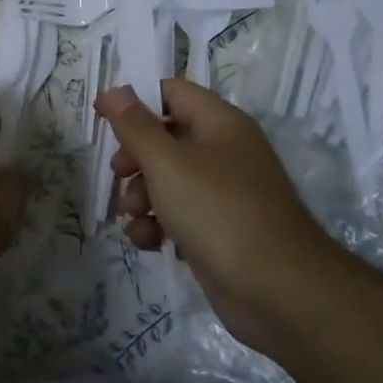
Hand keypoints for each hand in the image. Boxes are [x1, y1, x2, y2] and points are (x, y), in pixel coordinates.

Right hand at [94, 79, 343, 353]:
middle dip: (135, 156)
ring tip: (135, 214)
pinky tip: (147, 241)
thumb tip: (114, 90)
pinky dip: (158, 224)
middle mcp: (224, 151)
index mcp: (220, 123)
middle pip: (166, 137)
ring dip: (141, 194)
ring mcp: (224, 193)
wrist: (279, 292)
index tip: (103, 119)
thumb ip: (135, 126)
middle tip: (119, 173)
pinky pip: (179, 214)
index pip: (172, 92)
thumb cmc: (218, 211)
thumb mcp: (166, 162)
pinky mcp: (219, 230)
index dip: (135, 101)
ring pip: (168, 178)